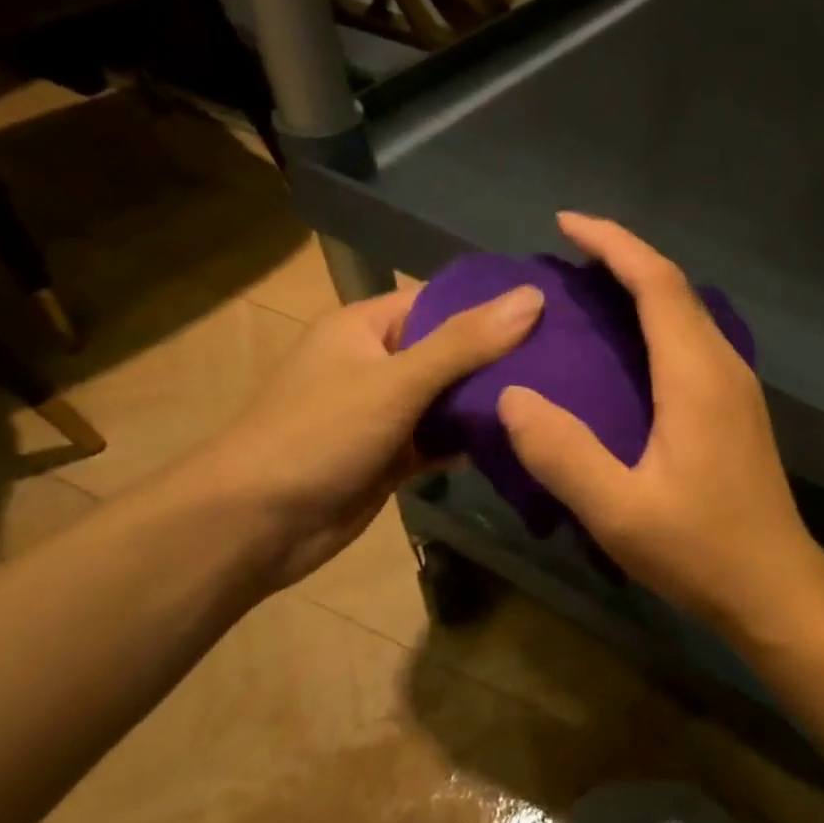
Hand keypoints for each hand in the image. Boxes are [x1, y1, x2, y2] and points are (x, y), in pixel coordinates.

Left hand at [186, 278, 543, 592]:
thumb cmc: (319, 435)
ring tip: (558, 398)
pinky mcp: (393, 455)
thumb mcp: (397, 381)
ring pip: (450, 398)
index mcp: (366, 326)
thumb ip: (466, 342)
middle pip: (452, 350)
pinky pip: (442, 438)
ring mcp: (385, 411)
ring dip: (490, 402)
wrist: (254, 527)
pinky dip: (471, 441)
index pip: (442, 301)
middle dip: (502, 357)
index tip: (555, 312)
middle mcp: (377, 362)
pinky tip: (519, 441)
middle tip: (569, 360)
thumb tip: (534, 295)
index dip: (494, 305)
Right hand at [498, 214, 823, 624]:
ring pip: (689, 312)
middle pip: (676, 287)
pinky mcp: (738, 408)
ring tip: (590, 291)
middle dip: (624, 257)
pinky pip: (694, 340)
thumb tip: (513, 397)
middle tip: (568, 256)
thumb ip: (563, 453)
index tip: (565, 223)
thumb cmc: (702, 549)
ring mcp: (737, 386)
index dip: (613, 244)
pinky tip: (629, 349)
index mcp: (696, 375)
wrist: (776, 586)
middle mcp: (723, 365)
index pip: (657, 283)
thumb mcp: (619, 511)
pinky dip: (658, 321)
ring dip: (643, 287)